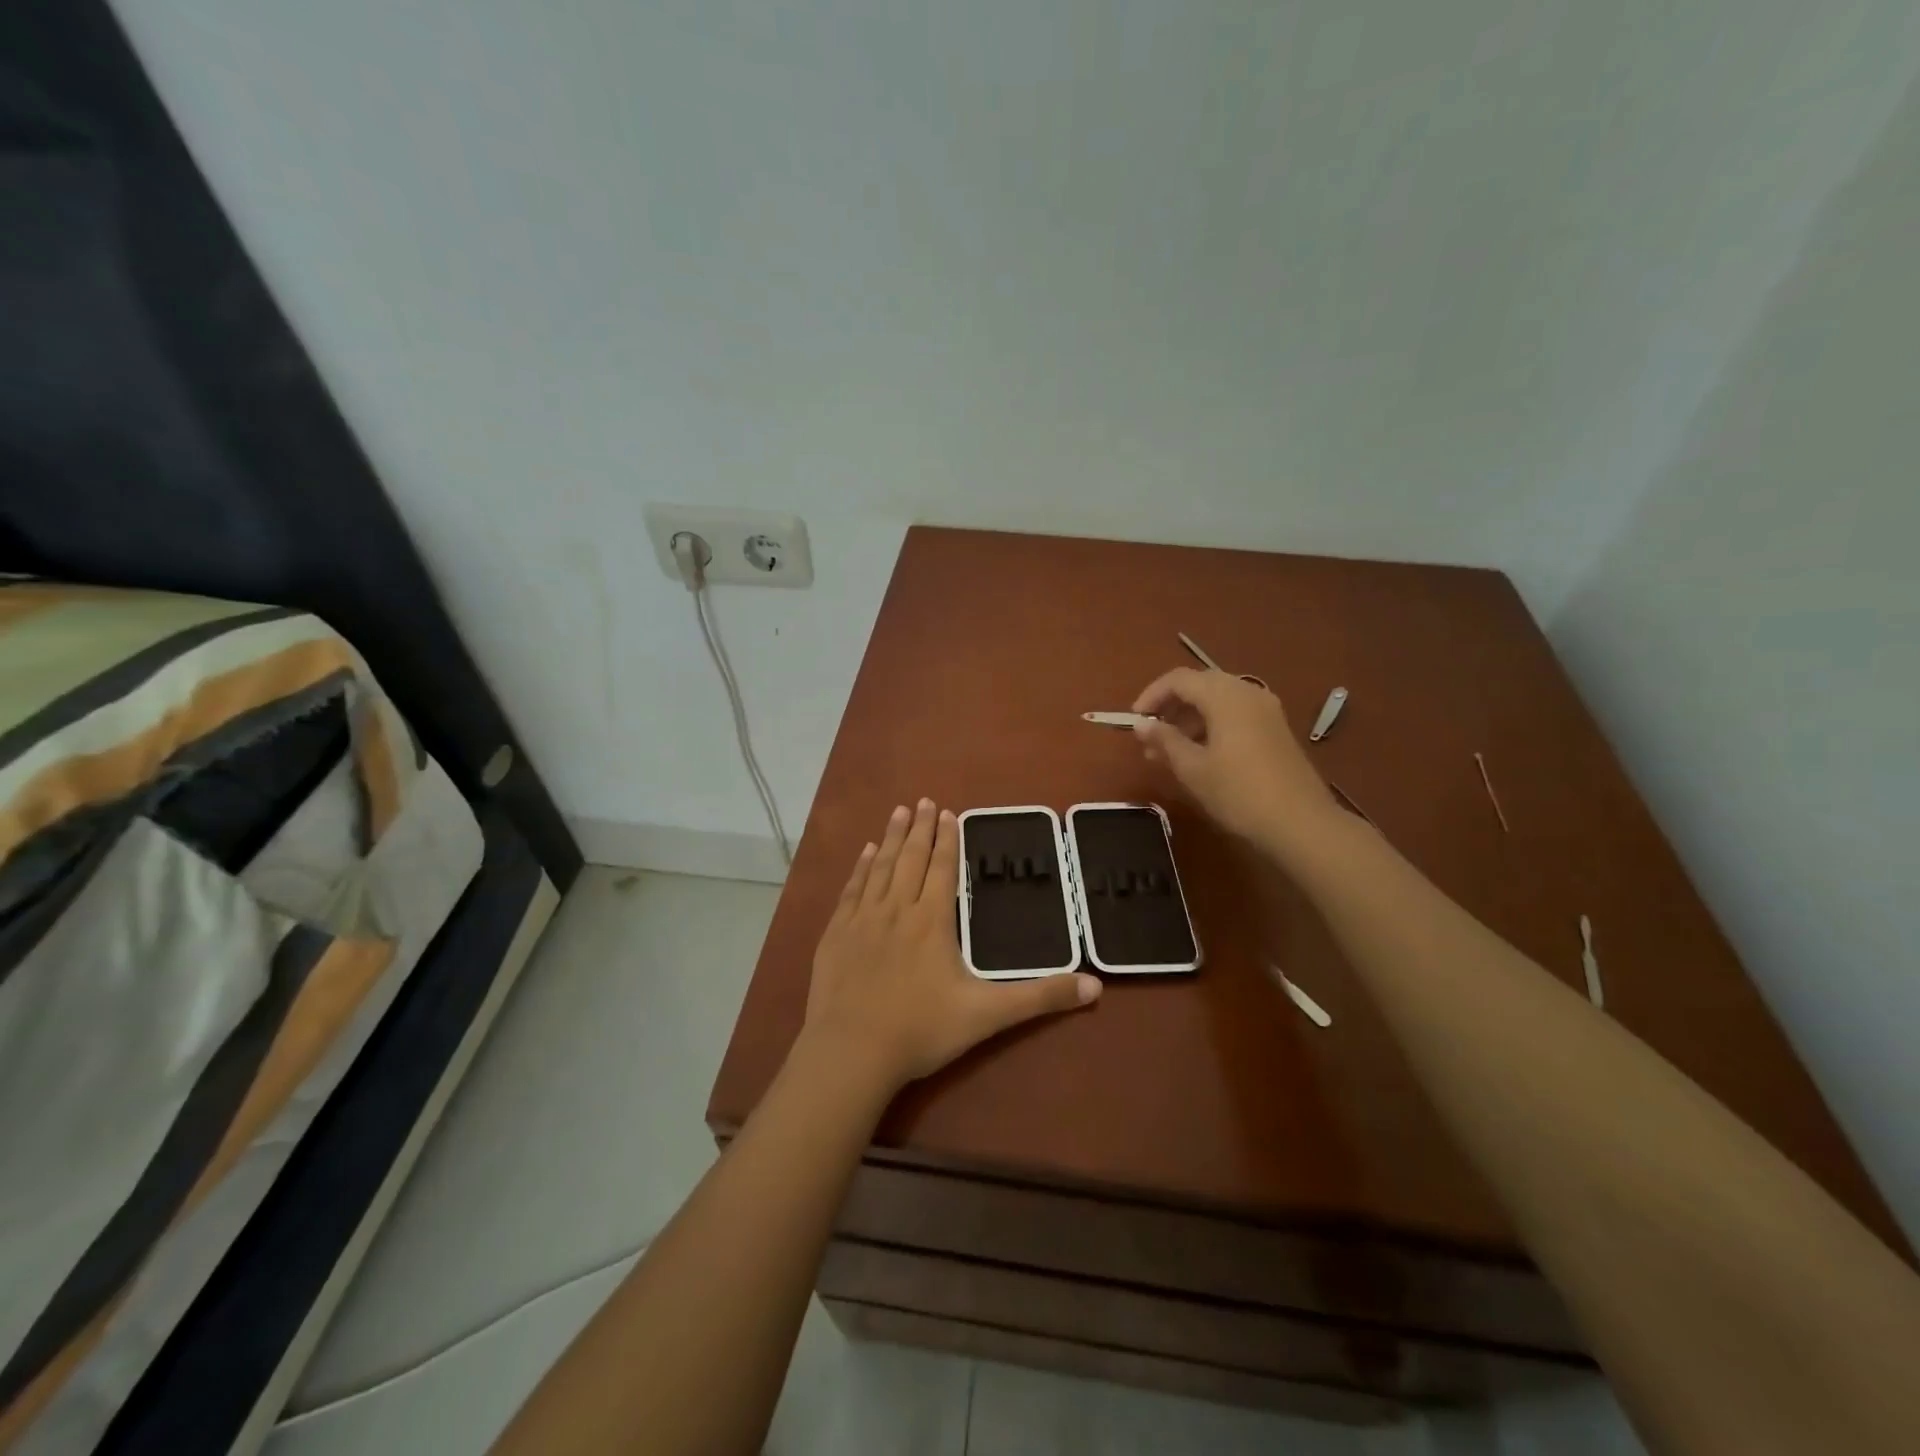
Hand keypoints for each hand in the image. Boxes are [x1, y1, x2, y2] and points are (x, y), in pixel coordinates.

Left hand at [804, 799, 1100, 1092]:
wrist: (852, 1051)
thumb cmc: (922, 1030)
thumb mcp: (989, 1015)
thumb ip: (1040, 997)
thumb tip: (1095, 986)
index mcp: (933, 921)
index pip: (943, 868)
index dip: (948, 839)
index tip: (948, 813)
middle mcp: (898, 909)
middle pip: (911, 859)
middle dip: (921, 829)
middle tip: (924, 800)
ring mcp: (863, 919)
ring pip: (881, 867)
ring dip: (891, 838)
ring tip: (899, 812)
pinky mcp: (837, 933)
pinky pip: (852, 889)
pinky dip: (860, 867)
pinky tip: (864, 853)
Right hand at [1131, 667, 1339, 853]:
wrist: (1301, 823)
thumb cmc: (1238, 792)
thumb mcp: (1192, 768)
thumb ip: (1164, 740)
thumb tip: (1141, 724)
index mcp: (1225, 696)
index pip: (1179, 679)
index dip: (1151, 696)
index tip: (1134, 721)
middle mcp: (1247, 693)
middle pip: (1200, 686)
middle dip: (1170, 707)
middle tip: (1149, 736)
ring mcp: (1266, 710)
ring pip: (1218, 701)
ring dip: (1189, 719)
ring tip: (1168, 752)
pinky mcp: (1276, 729)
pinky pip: (1235, 714)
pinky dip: (1211, 726)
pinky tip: (1199, 755)